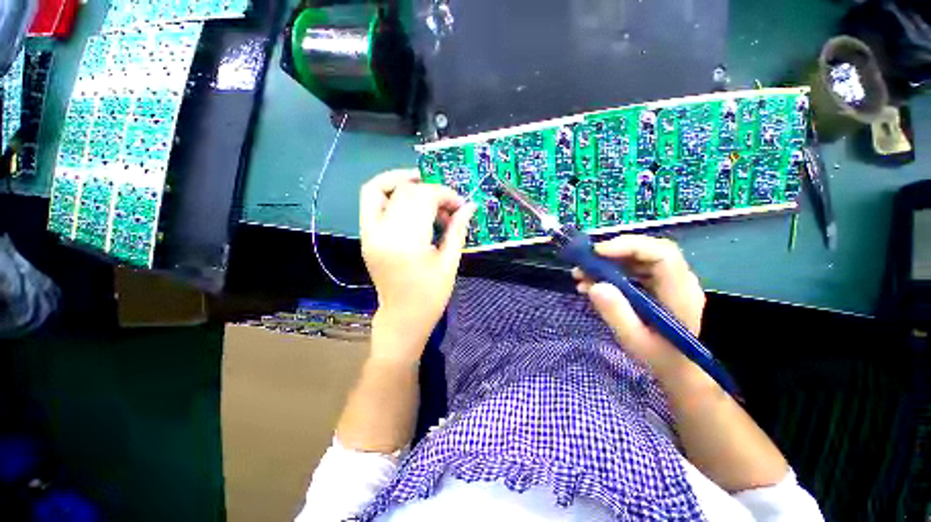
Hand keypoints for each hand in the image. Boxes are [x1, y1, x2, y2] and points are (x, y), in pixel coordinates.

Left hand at [359, 169, 475, 361]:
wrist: (402, 318)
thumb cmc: (431, 296)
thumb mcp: (449, 263)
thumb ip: (458, 230)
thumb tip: (470, 205)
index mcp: (406, 243)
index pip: (423, 199)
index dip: (444, 194)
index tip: (460, 204)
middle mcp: (382, 233)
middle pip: (405, 192)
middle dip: (431, 190)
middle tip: (448, 204)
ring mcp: (369, 234)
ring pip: (379, 188)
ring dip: (404, 181)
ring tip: (427, 189)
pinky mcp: (366, 236)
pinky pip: (370, 201)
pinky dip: (388, 190)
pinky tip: (408, 197)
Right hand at [573, 235, 706, 378]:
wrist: (682, 371)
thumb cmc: (662, 360)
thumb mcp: (635, 341)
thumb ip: (617, 314)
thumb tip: (595, 285)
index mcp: (680, 293)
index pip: (661, 254)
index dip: (629, 246)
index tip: (597, 253)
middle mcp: (678, 281)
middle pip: (648, 251)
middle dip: (612, 253)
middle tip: (584, 263)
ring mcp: (668, 282)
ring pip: (638, 259)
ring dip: (607, 263)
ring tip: (581, 275)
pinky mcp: (657, 286)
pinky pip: (633, 270)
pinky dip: (611, 273)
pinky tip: (591, 284)